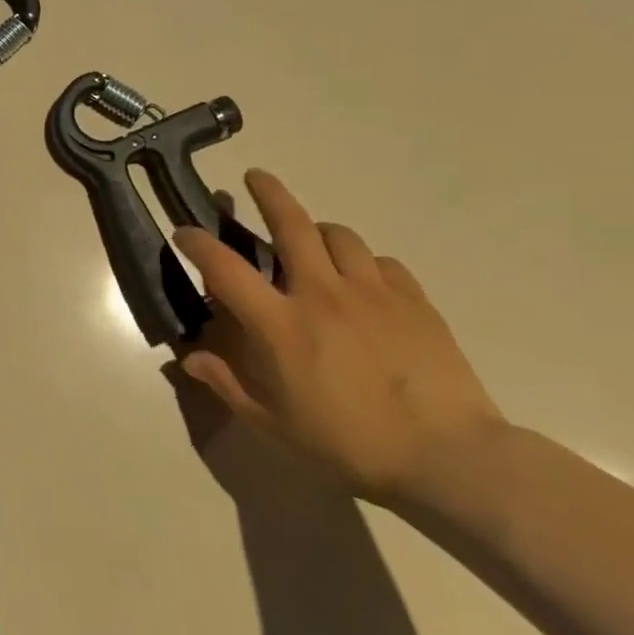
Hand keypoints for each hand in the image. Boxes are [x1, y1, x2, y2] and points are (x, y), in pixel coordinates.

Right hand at [174, 169, 505, 505]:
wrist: (449, 456)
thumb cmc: (350, 443)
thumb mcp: (275, 424)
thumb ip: (227, 385)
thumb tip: (189, 359)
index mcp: (281, 325)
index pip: (225, 269)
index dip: (198, 244)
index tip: (184, 231)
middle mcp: (321, 294)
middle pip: (291, 224)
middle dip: (268, 193)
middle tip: (254, 178)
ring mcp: (372, 292)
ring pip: (338, 235)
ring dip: (317, 230)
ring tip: (311, 240)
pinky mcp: (413, 300)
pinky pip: (380, 262)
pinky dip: (362, 262)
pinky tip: (361, 281)